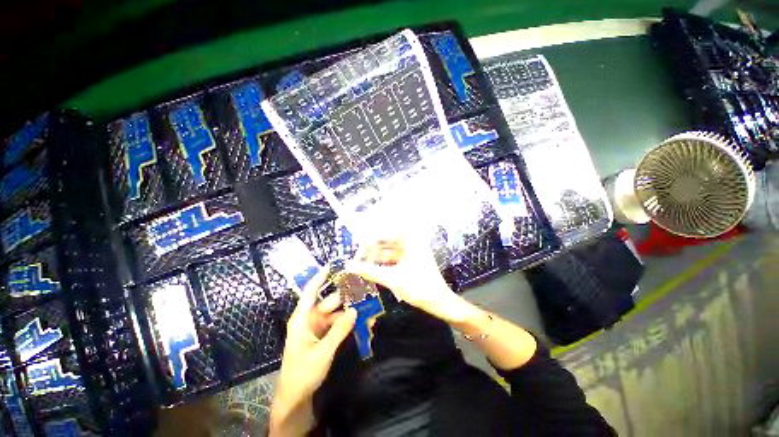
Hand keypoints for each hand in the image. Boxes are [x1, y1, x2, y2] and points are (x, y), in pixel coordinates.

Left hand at [270, 267, 356, 436]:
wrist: (296, 397)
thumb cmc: (302, 373)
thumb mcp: (322, 352)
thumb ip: (339, 330)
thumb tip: (355, 310)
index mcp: (302, 319)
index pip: (310, 293)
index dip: (319, 278)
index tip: (332, 266)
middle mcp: (310, 319)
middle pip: (329, 302)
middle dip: (346, 297)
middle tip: (364, 289)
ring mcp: (318, 327)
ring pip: (336, 313)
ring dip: (351, 311)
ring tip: (368, 306)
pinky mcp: (324, 335)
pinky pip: (338, 324)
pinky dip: (349, 322)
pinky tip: (363, 322)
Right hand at [345, 234, 470, 322]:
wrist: (440, 302)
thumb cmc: (419, 288)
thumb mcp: (393, 279)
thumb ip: (370, 271)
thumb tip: (349, 266)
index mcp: (410, 240)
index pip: (390, 222)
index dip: (375, 222)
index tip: (360, 226)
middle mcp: (411, 241)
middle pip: (387, 236)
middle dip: (372, 244)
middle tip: (357, 254)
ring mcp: (411, 250)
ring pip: (388, 246)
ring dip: (376, 253)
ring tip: (361, 262)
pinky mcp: (410, 259)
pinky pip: (393, 255)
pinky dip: (382, 259)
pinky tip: (371, 266)